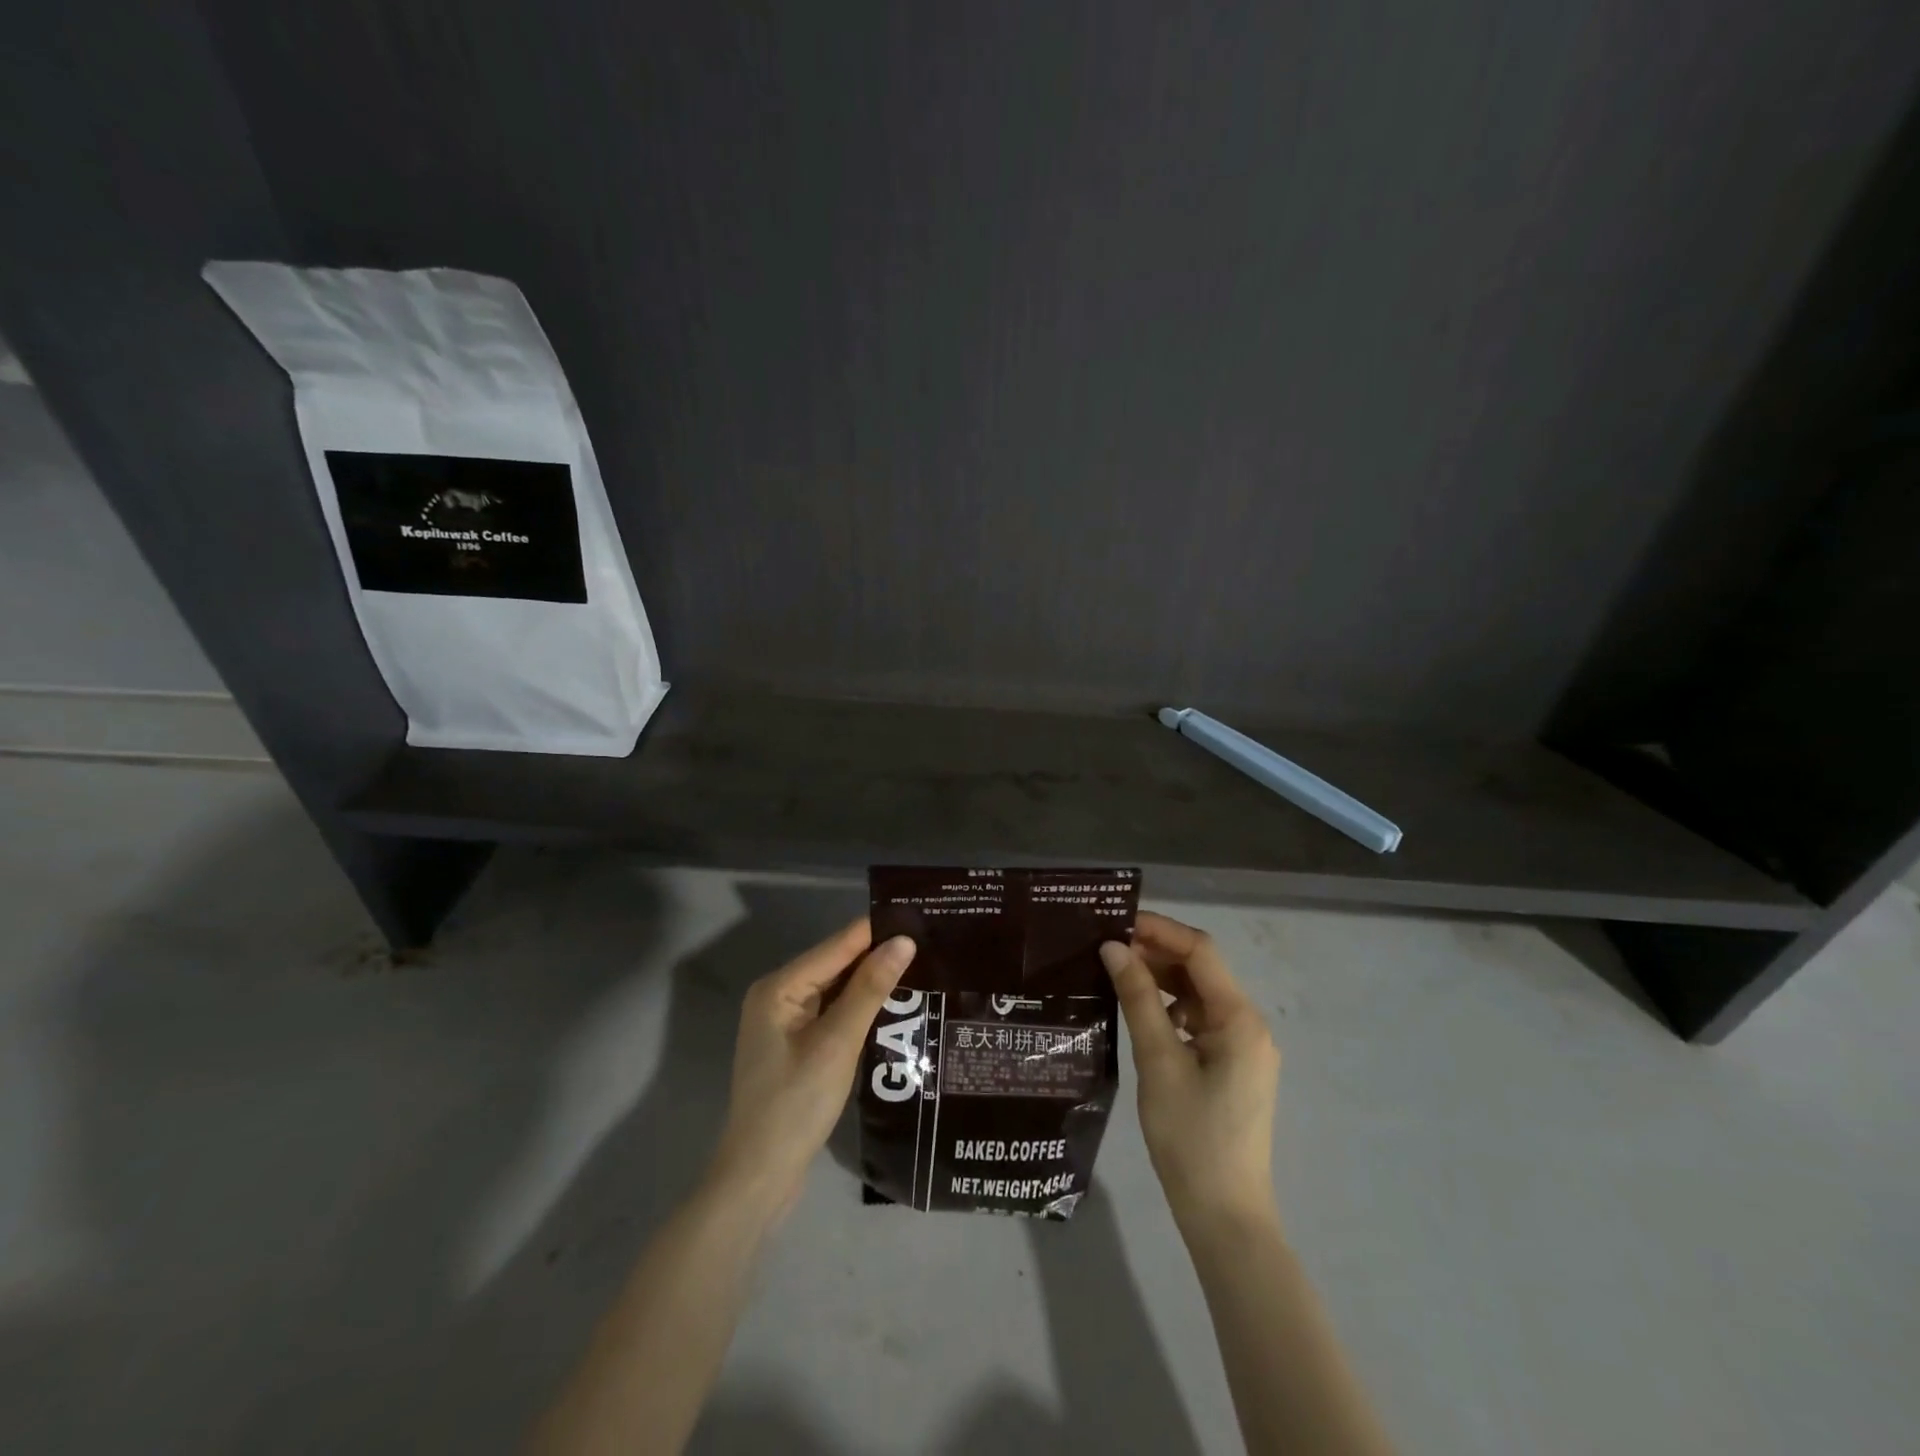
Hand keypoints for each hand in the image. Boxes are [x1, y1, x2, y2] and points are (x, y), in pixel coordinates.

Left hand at [708, 918, 917, 1218]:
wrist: (759, 1178)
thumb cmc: (795, 1105)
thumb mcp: (838, 1043)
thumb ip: (870, 989)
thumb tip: (903, 941)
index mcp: (780, 987)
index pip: (837, 945)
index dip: (877, 930)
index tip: (921, 916)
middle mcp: (779, 995)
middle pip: (836, 964)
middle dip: (878, 955)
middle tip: (930, 942)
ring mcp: (786, 1023)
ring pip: (837, 989)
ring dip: (872, 982)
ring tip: (923, 966)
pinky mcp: (797, 1046)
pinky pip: (833, 1013)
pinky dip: (860, 1008)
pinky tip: (893, 1006)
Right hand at [1101, 912, 1280, 1231]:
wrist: (1225, 1217)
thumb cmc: (1191, 1138)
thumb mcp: (1158, 1062)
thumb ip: (1138, 998)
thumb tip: (1114, 947)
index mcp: (1240, 1019)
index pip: (1200, 951)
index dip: (1159, 930)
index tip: (1116, 922)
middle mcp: (1249, 1025)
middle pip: (1201, 971)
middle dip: (1157, 953)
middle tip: (1107, 948)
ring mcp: (1244, 1048)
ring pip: (1198, 996)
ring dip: (1162, 980)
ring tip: (1116, 974)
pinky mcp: (1232, 1068)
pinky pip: (1200, 1021)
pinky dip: (1170, 1010)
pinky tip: (1139, 1014)